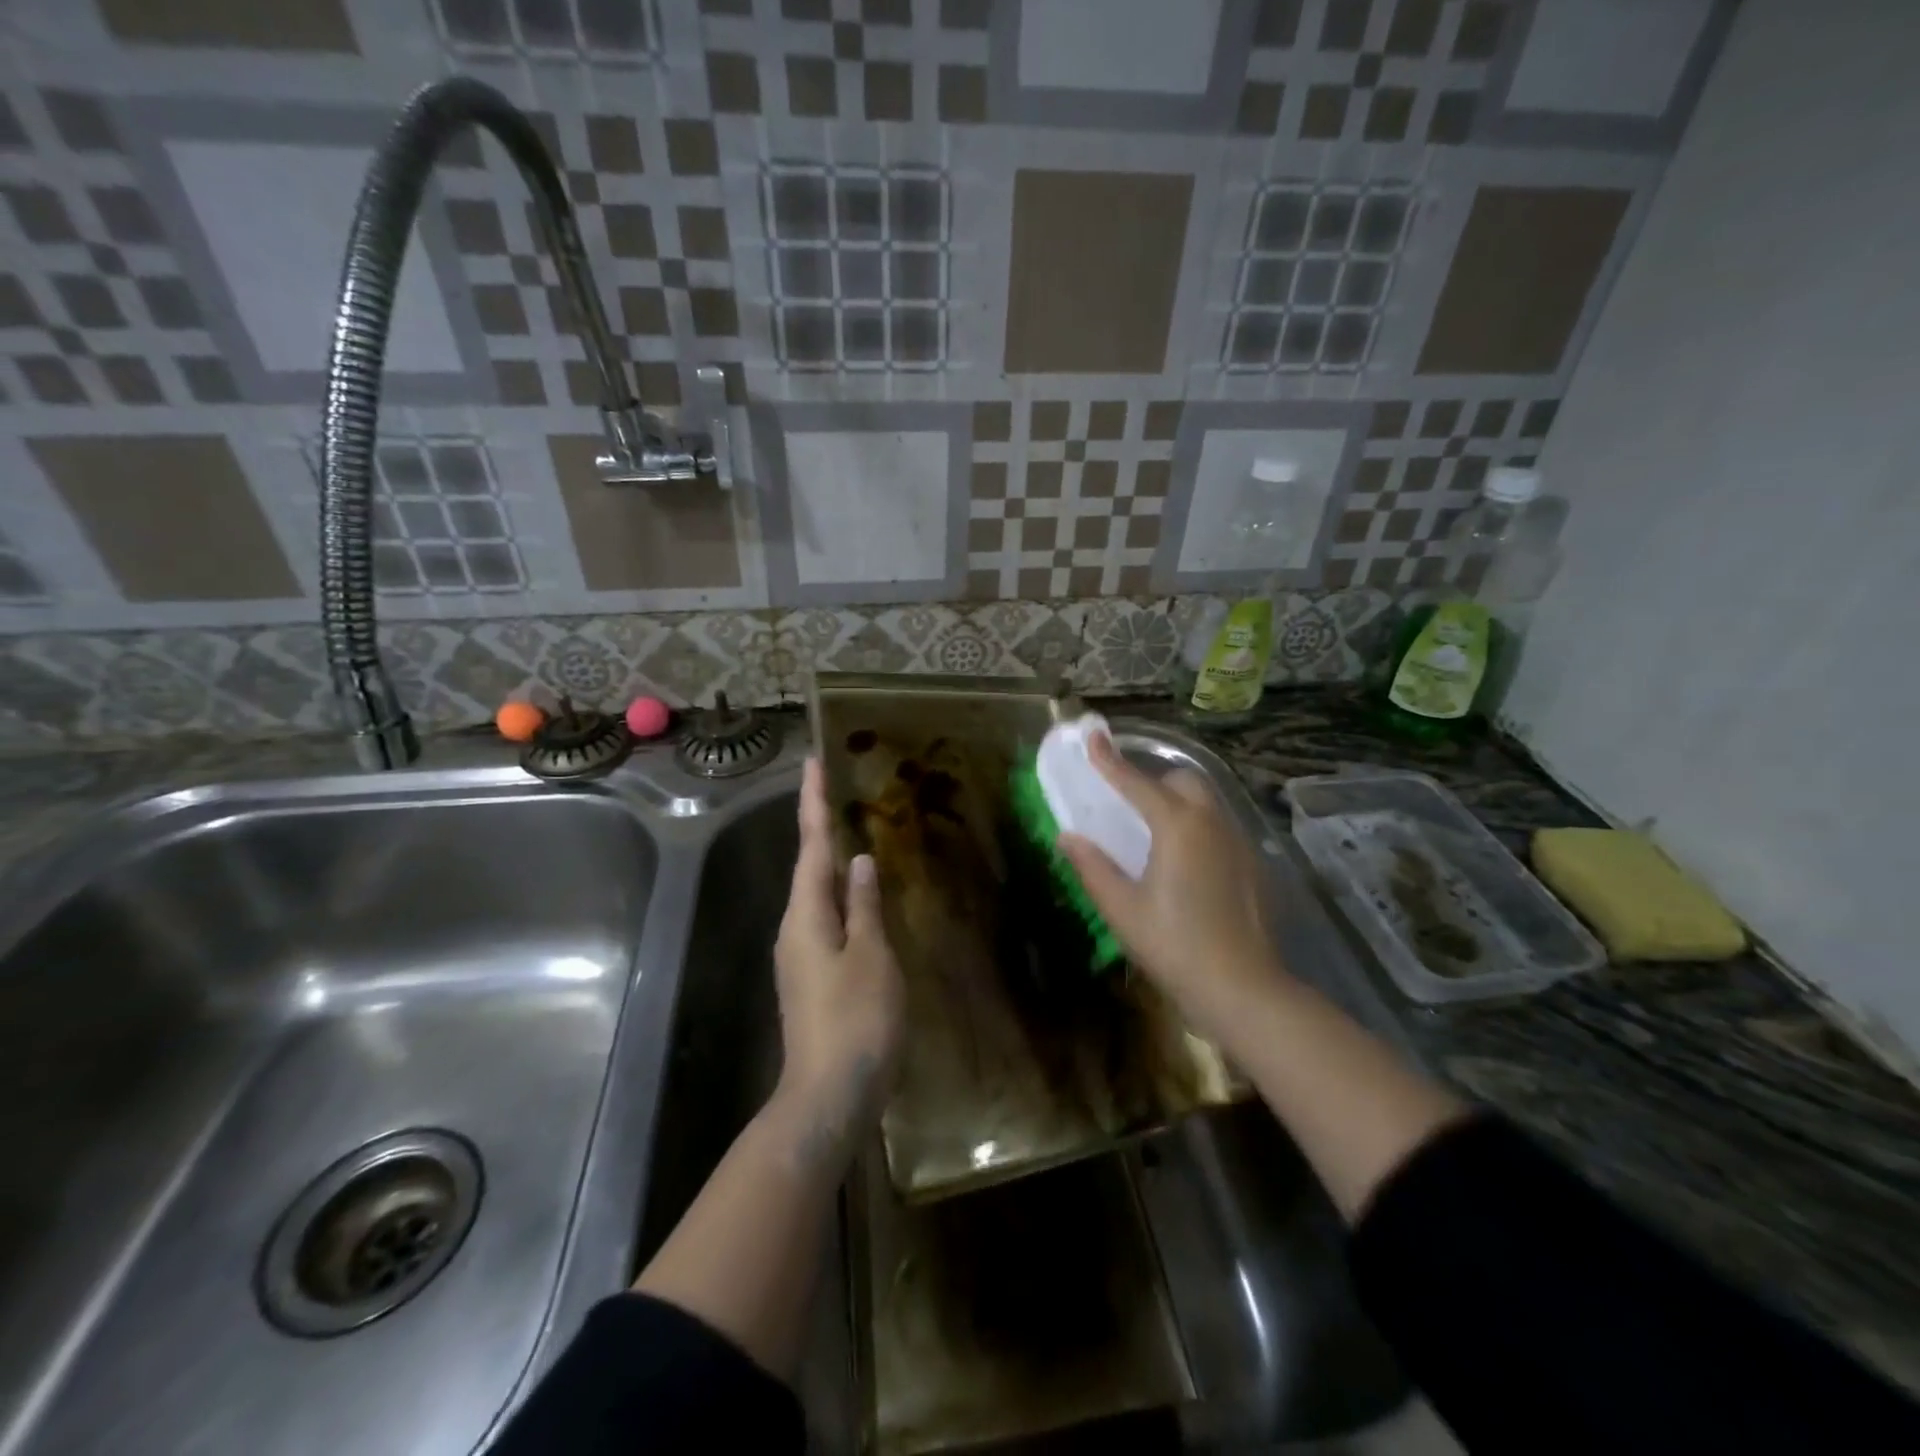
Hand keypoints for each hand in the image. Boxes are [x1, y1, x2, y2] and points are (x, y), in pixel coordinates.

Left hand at [773, 758, 905, 1152]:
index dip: (814, 802)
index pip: (811, 845)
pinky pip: (825, 918)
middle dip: (818, 824)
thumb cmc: (856, 1020)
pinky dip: (838, 894)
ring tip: (846, 829)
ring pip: (815, 893)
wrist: (828, 1096)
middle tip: (832, 788)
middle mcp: (795, 927)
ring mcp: (800, 954)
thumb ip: (865, 906)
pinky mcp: (812, 975)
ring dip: (827, 858)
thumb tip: (858, 861)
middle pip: (807, 865)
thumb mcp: (871, 956)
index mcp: (806, 914)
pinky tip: (855, 895)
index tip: (813, 762)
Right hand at [1057, 732, 1288, 1045]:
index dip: (1110, 761)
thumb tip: (1068, 837)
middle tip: (1130, 805)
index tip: (1093, 736)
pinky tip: (1188, 865)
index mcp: (1177, 826)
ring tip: (1156, 835)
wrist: (1242, 988)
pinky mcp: (1252, 865)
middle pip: (1183, 782)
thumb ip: (1093, 866)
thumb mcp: (1122, 908)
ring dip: (1179, 804)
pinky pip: (1221, 828)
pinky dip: (1199, 829)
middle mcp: (1212, 823)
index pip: (1136, 783)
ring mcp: (1238, 842)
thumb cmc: (1173, 945)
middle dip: (1154, 782)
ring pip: (1207, 803)